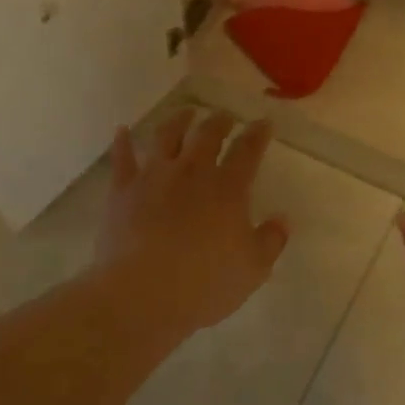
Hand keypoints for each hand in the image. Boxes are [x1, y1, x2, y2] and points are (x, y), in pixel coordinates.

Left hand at [97, 110, 289, 334]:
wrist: (143, 292)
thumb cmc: (205, 284)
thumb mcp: (253, 269)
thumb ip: (271, 241)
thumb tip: (282, 219)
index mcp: (228, 188)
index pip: (248, 151)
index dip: (257, 134)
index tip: (263, 122)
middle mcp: (192, 172)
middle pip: (207, 135)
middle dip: (219, 121)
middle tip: (225, 116)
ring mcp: (154, 177)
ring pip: (166, 136)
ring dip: (178, 120)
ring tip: (185, 112)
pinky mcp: (123, 190)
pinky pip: (122, 158)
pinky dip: (122, 142)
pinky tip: (122, 131)